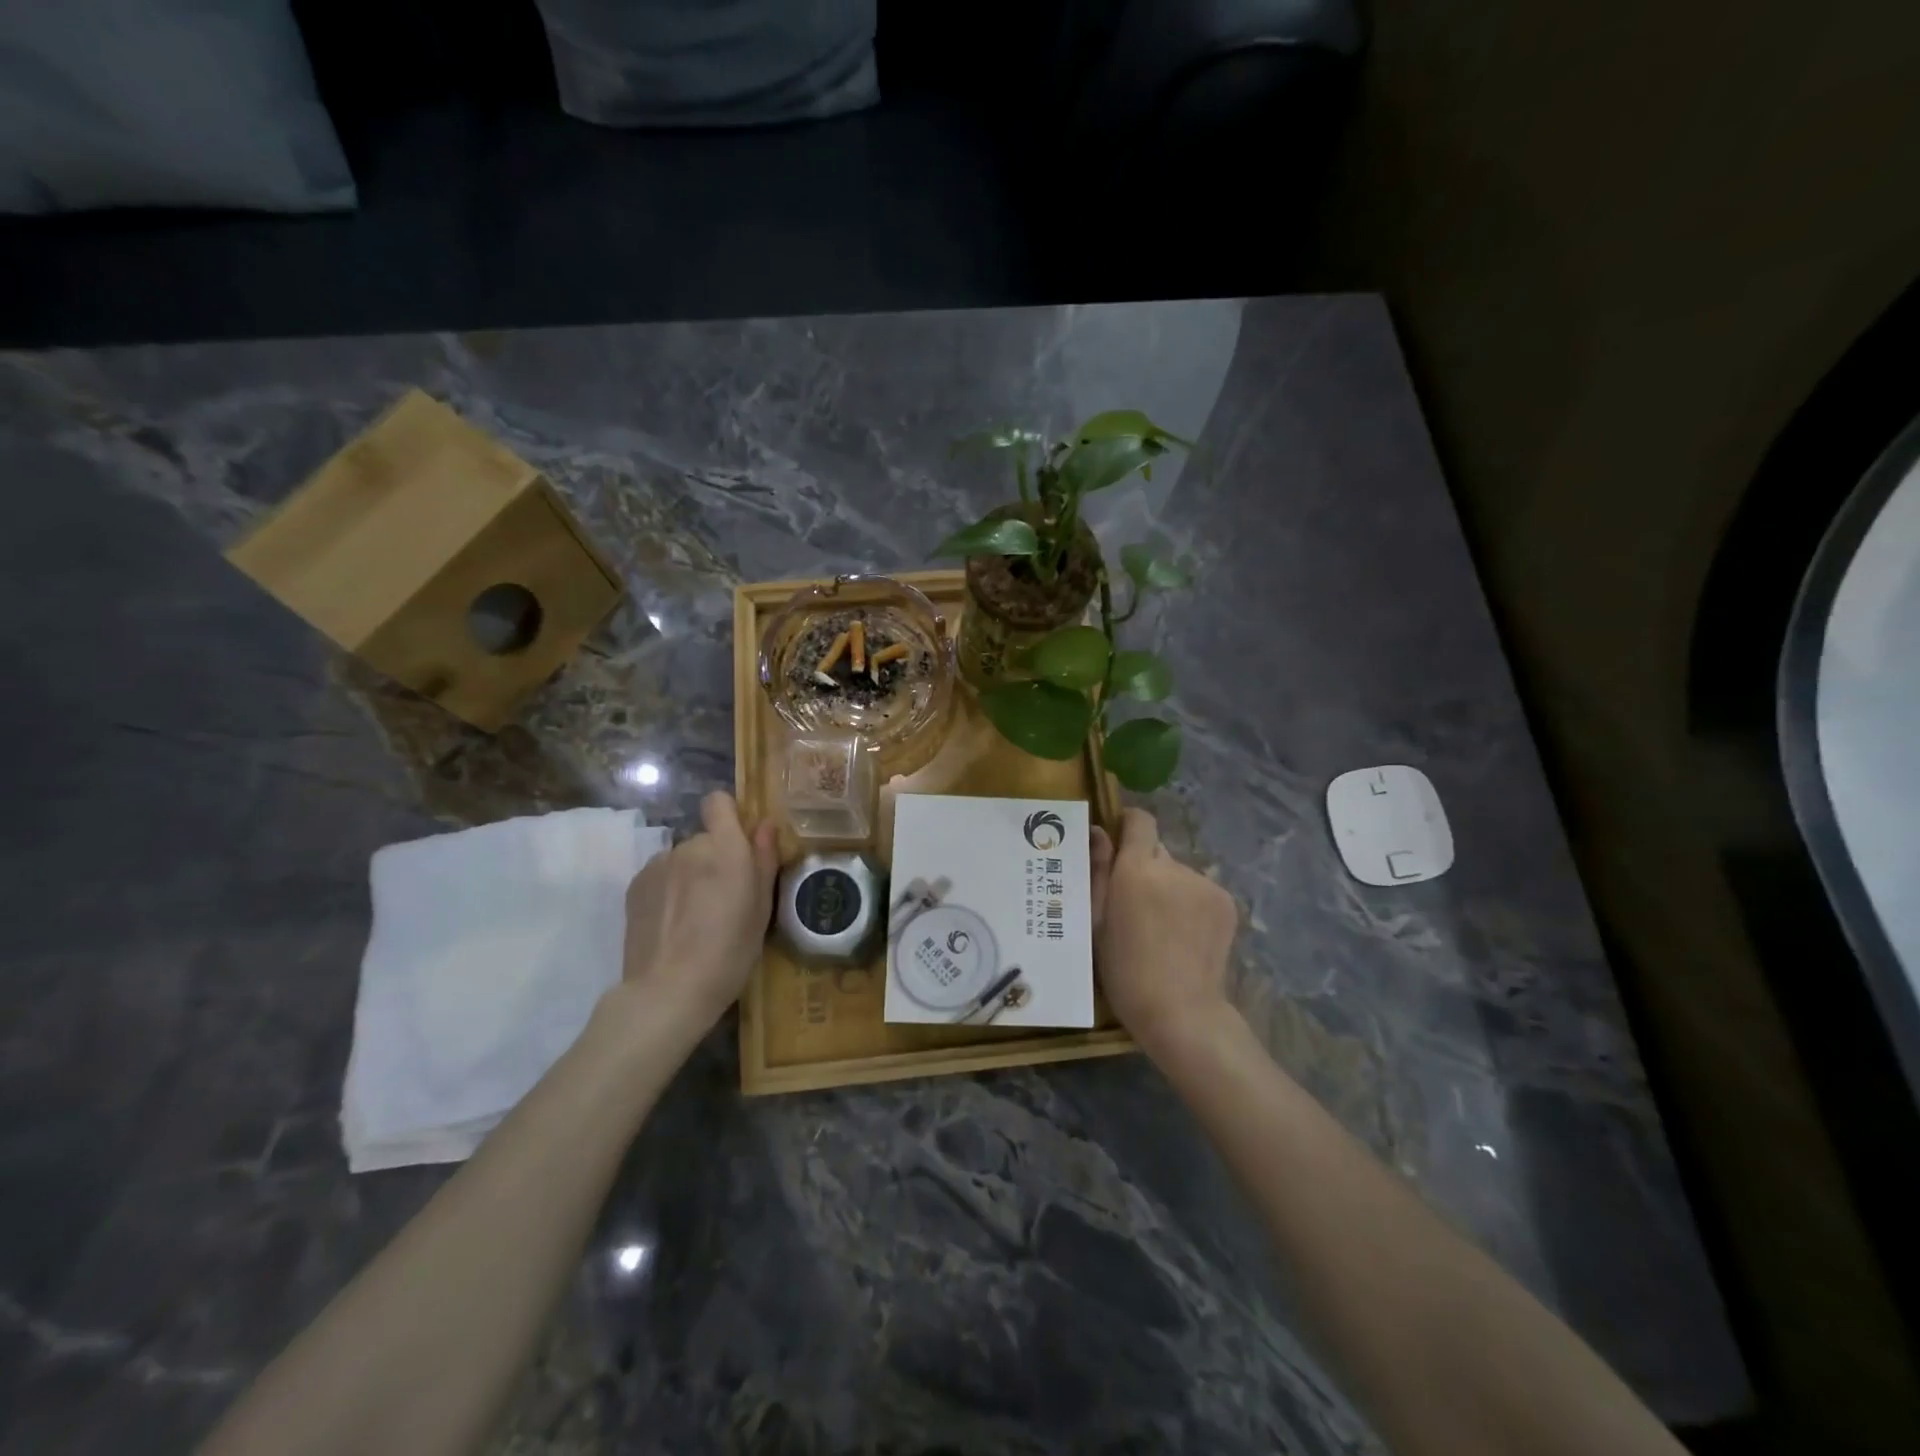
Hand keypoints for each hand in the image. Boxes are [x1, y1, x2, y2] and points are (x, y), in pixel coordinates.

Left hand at [618, 791, 778, 1029]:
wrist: (668, 991)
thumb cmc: (729, 953)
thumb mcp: (761, 910)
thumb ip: (764, 860)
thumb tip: (765, 824)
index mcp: (726, 849)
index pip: (719, 803)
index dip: (729, 816)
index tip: (739, 844)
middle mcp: (689, 846)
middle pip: (705, 839)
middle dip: (715, 859)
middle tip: (723, 900)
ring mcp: (658, 864)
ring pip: (682, 859)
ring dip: (690, 876)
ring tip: (695, 918)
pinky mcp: (635, 885)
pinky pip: (661, 876)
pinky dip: (668, 891)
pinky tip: (672, 925)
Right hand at [1090, 808, 1238, 1057]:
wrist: (1179, 1011)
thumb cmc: (1124, 969)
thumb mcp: (1096, 921)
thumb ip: (1098, 870)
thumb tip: (1099, 831)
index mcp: (1137, 868)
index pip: (1139, 820)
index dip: (1127, 826)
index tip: (1117, 847)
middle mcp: (1174, 866)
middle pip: (1156, 852)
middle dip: (1143, 869)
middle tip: (1133, 906)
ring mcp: (1204, 884)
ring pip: (1178, 874)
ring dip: (1168, 889)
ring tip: (1160, 929)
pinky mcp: (1226, 903)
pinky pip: (1199, 891)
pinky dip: (1189, 905)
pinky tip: (1184, 936)